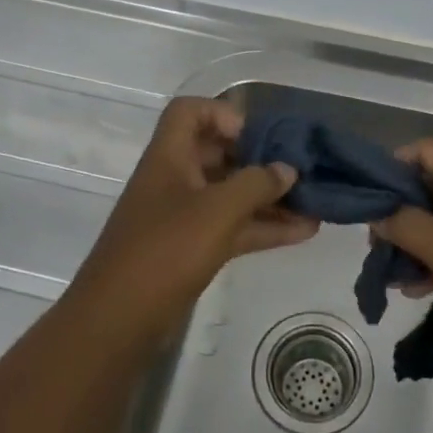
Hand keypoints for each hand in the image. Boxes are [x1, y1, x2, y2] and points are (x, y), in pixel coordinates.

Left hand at [72, 98, 318, 340]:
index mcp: (169, 156)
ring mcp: (183, 216)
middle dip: (260, 159)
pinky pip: (233, 227)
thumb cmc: (165, 250)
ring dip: (269, 197)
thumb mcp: (217, 210)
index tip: (257, 137)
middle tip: (299, 168)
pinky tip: (304, 231)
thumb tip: (288, 169)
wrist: (118, 321)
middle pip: (219, 153)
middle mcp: (175, 179)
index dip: (223, 114)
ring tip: (314, 201)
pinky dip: (264, 227)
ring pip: (230, 194)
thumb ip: (256, 184)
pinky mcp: (192, 249)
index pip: (190, 111)